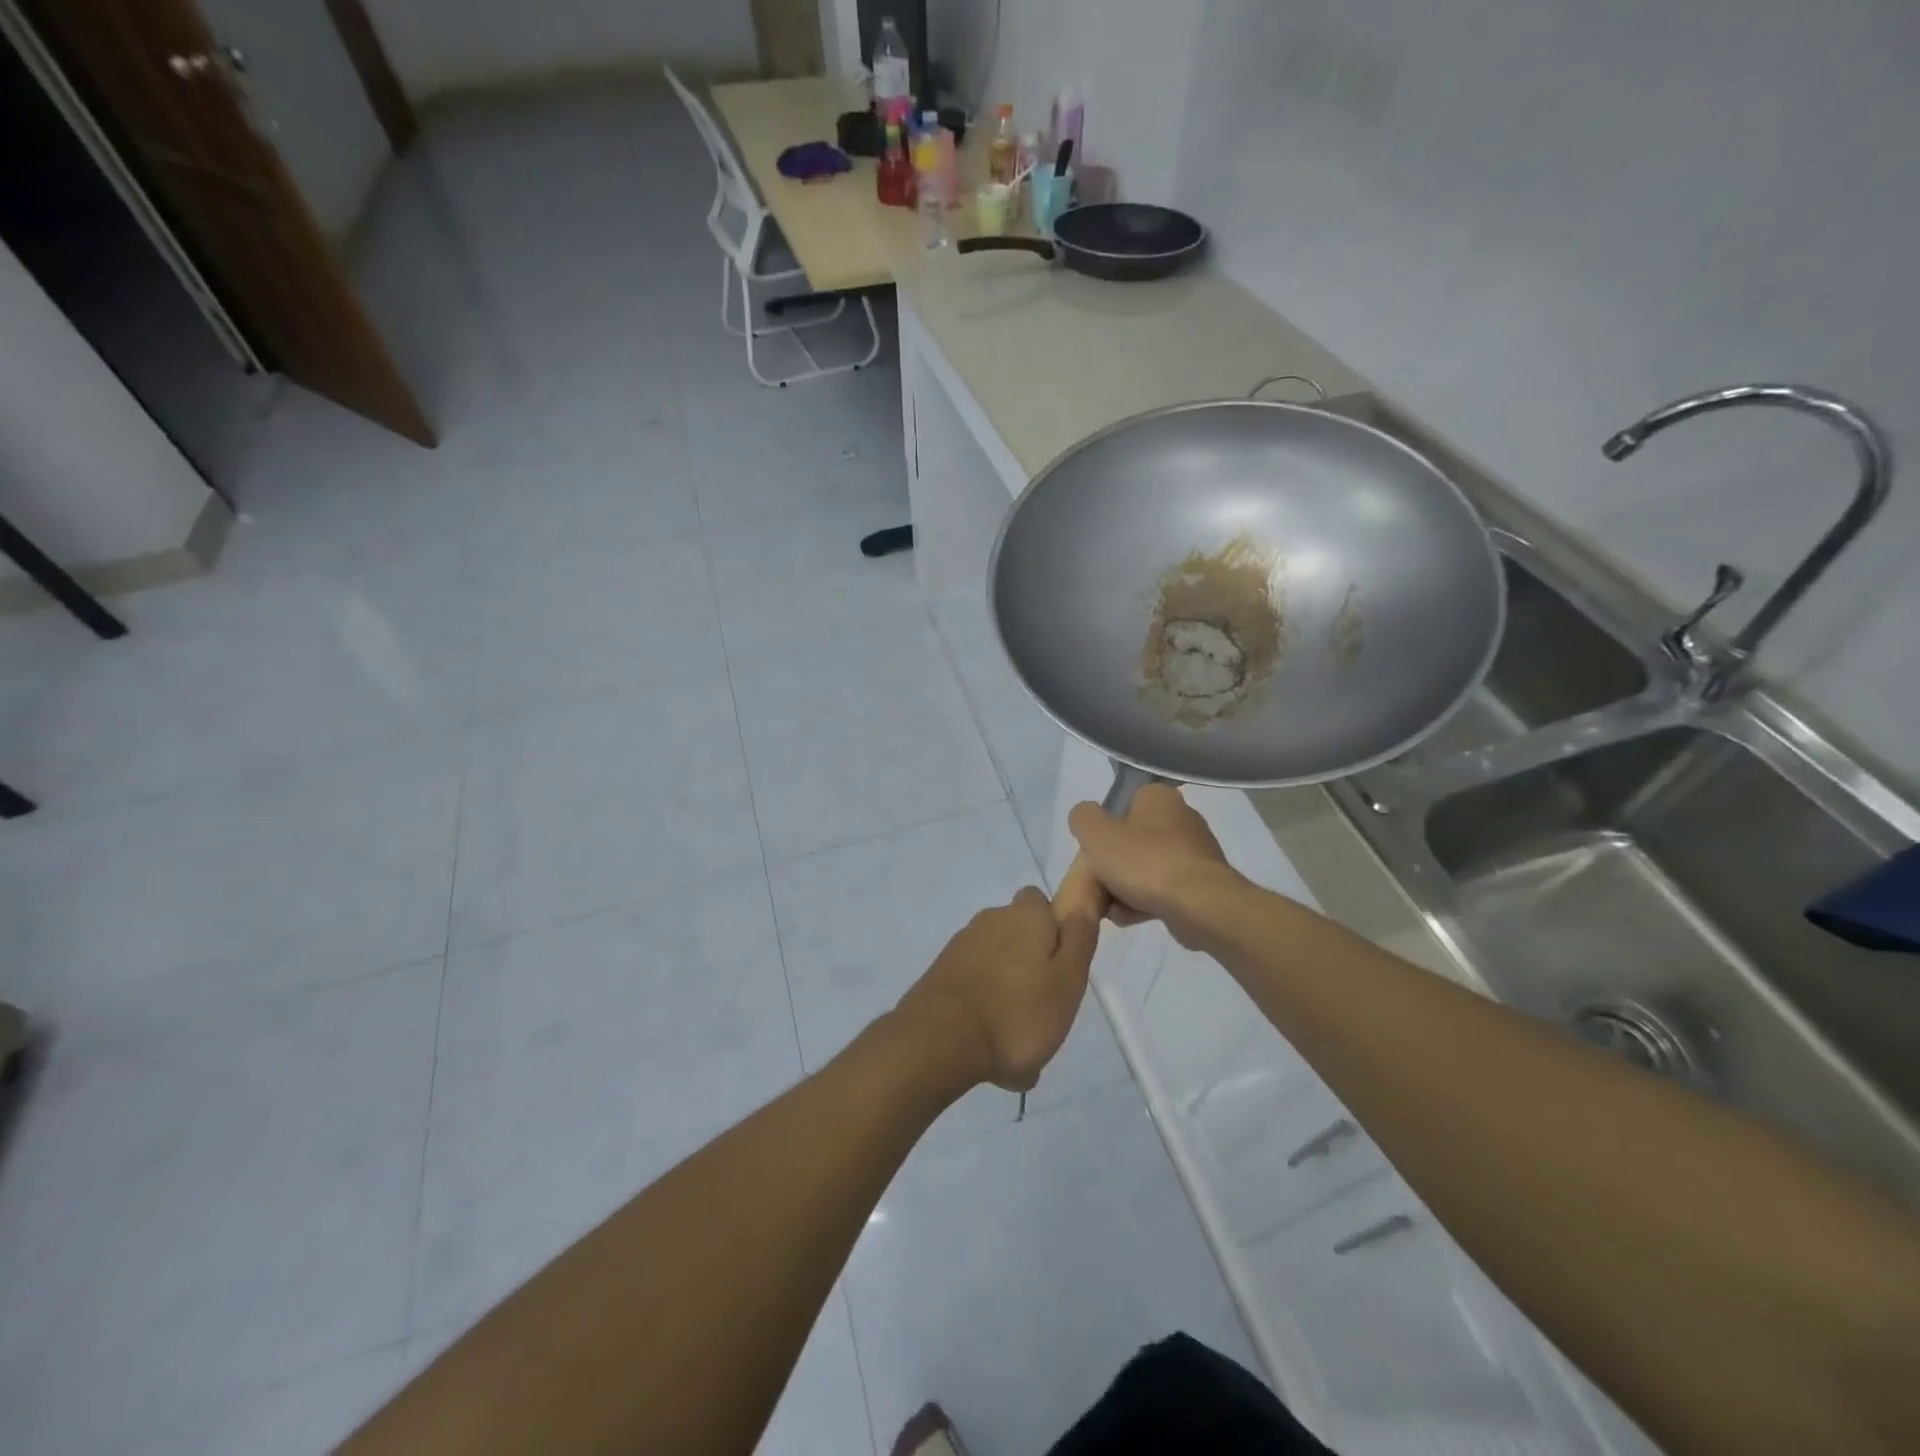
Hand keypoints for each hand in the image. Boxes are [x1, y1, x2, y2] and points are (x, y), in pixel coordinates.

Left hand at [897, 889, 1098, 1092]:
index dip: (1054, 929)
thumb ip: (1079, 940)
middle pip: (1018, 935)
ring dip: (1007, 992)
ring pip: (996, 965)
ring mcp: (960, 946)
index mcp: (1024, 915)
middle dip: (1030, 965)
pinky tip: (990, 1048)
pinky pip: (974, 987)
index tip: (1062, 966)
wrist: (941, 1040)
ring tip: (1017, 1041)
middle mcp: (990, 920)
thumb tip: (1082, 905)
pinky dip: (984, 1009)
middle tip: (1044, 1009)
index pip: (1040, 903)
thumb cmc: (1018, 1012)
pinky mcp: (940, 974)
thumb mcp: (1068, 980)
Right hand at [1068, 784, 1239, 947]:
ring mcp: (1194, 852)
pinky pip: (1163, 889)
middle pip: (1131, 840)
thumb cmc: (1144, 861)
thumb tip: (1086, 819)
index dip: (1103, 829)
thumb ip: (1083, 818)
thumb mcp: (1095, 833)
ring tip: (1113, 908)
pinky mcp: (1202, 883)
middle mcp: (1181, 817)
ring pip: (1145, 868)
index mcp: (1158, 796)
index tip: (1094, 852)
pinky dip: (1145, 902)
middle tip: (1099, 885)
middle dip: (1112, 866)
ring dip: (1125, 888)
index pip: (1122, 804)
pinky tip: (1132, 918)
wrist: (1199, 905)